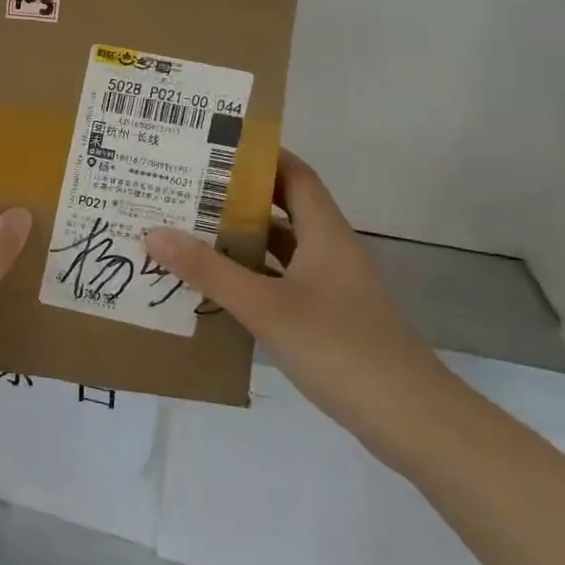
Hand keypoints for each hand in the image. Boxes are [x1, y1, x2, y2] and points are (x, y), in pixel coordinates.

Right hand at [142, 151, 448, 448]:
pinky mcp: (326, 319)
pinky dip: (250, 279)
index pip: (295, 175)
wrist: (410, 419)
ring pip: (280, 250)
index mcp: (325, 234)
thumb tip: (154, 233)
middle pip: (283, 209)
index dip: (261, 155)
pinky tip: (215, 289)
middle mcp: (329, 252)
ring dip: (240, 241)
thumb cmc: (340, 347)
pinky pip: (280, 283)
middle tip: (186, 189)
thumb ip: (210, 271)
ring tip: (188, 233)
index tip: (214, 146)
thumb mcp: (266, 307)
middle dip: (238, 198)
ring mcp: (330, 288)